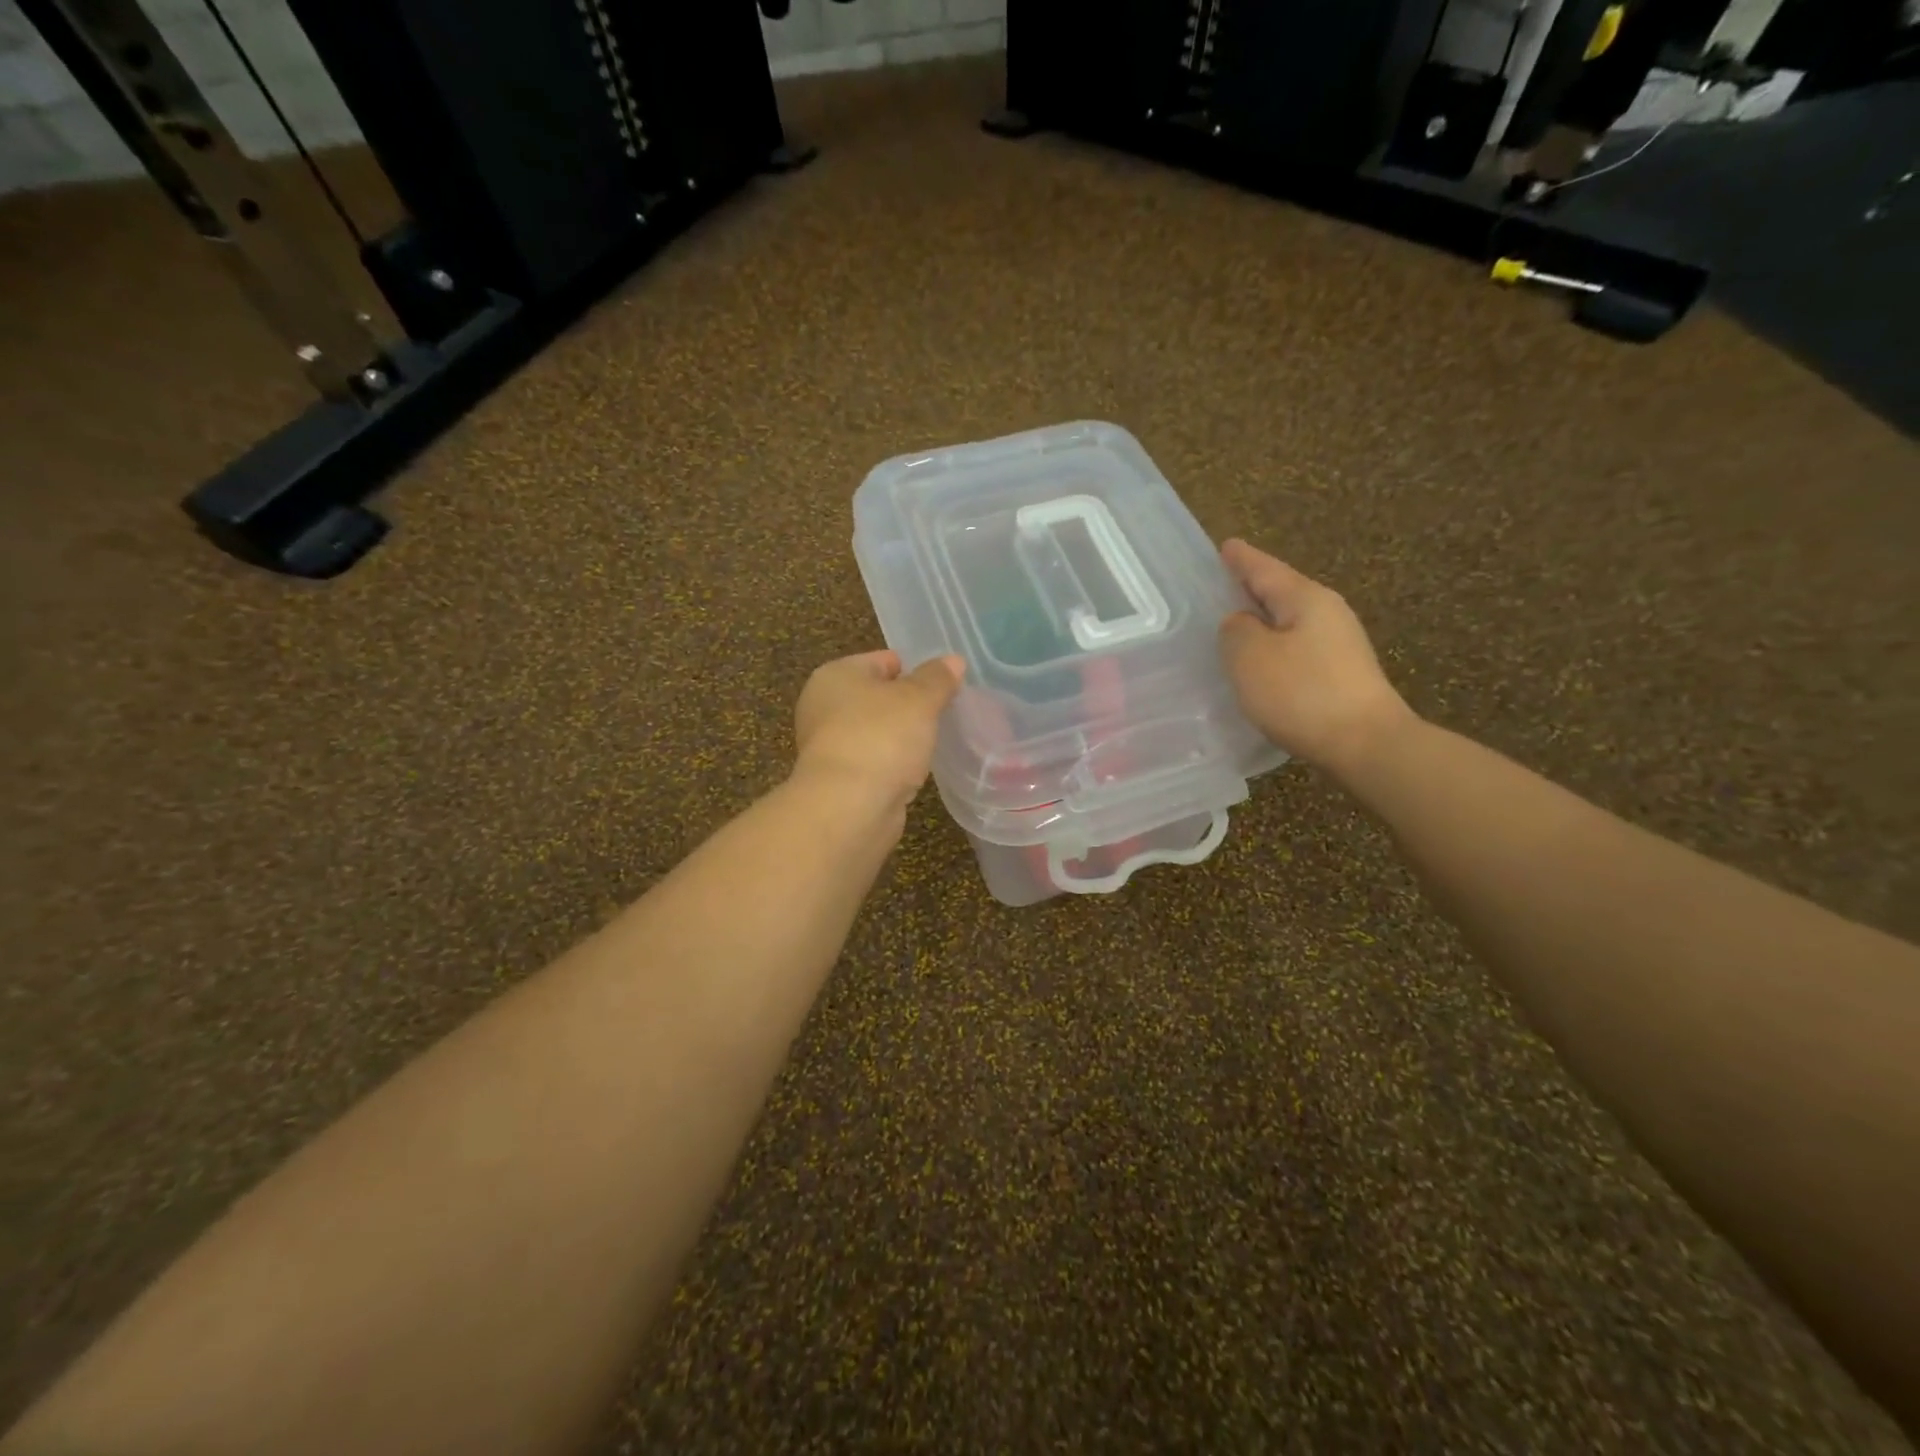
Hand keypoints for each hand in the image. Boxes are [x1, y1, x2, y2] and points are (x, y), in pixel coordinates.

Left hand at [792, 650, 964, 812]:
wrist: (848, 807)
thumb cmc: (881, 738)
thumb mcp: (919, 700)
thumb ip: (937, 679)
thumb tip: (953, 661)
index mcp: (835, 675)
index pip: (882, 660)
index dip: (915, 669)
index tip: (944, 686)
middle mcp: (824, 706)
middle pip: (877, 696)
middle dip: (909, 705)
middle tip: (944, 714)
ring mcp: (828, 745)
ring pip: (876, 731)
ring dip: (901, 737)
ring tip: (934, 742)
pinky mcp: (838, 780)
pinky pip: (874, 761)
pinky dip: (892, 764)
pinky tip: (914, 771)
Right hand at [1217, 539, 1415, 773]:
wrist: (1366, 744)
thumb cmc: (1301, 693)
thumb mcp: (1250, 657)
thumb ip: (1235, 630)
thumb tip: (1241, 623)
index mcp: (1305, 598)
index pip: (1265, 569)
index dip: (1241, 559)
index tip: (1224, 546)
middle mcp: (1327, 613)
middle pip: (1281, 593)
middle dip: (1252, 589)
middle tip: (1221, 586)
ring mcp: (1339, 645)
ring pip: (1289, 623)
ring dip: (1262, 623)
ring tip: (1233, 628)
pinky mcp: (1341, 675)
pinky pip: (1297, 650)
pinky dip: (1274, 650)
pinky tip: (1260, 665)